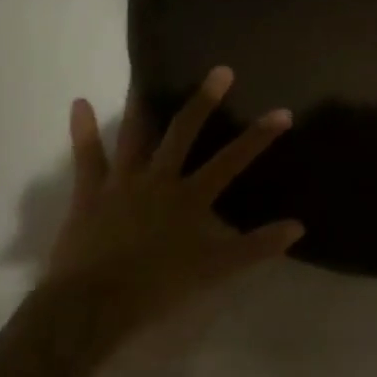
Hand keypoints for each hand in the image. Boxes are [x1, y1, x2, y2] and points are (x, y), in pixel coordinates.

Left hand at [43, 66, 302, 341]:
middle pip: (184, 132)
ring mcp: (122, 182)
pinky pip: (86, 156)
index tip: (282, 112)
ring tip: (144, 75)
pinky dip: (83, 130)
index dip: (259, 136)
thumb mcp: (216, 271)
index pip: (232, 160)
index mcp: (190, 197)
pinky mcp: (90, 193)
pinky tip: (79, 103)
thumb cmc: (158, 288)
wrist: (94, 305)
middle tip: (221, 70)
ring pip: (135, 135)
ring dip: (141, 105)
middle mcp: (159, 179)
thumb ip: (256, 247)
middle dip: (205, 101)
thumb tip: (298, 226)